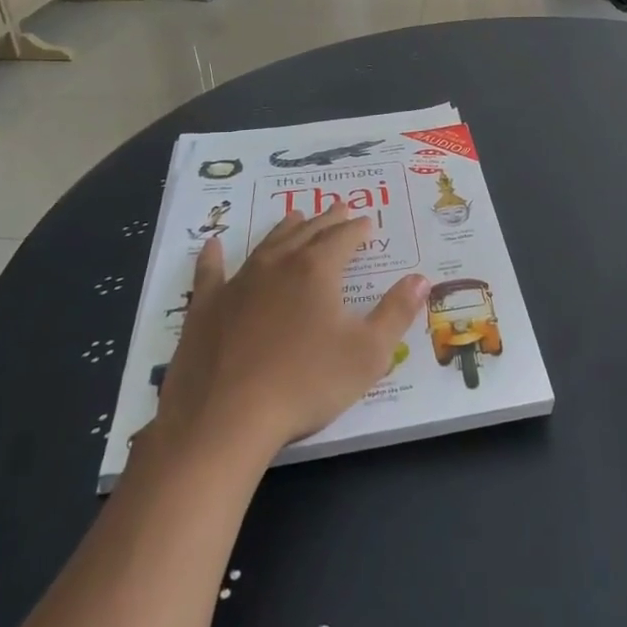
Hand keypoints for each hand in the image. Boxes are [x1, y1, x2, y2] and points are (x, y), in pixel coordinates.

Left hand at [150, 204, 428, 456]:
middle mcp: (277, 265)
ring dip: (284, 229)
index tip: (368, 222)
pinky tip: (213, 243)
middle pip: (307, 233)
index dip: (358, 229)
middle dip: (326, 220)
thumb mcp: (369, 353)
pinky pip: (210, 272)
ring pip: (266, 244)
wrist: (225, 418)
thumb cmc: (307, 384)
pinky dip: (213, 256)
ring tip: (295, 216)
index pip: (344, 238)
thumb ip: (397, 312)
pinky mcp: (206, 308)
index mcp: (317, 270)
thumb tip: (421, 279)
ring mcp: (237, 284)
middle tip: (338, 207)